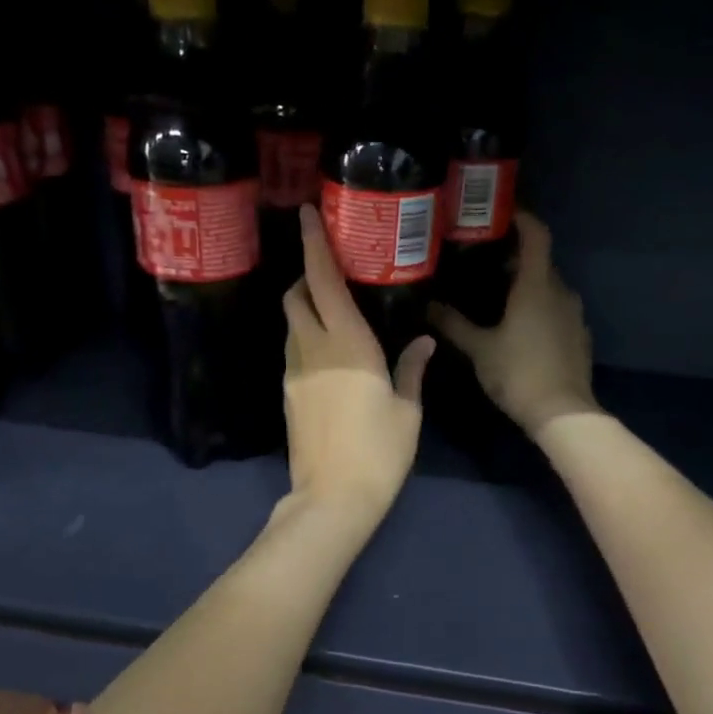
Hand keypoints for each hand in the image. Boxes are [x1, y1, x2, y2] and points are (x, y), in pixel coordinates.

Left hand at [280, 205, 433, 528]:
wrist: (332, 498)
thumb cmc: (379, 451)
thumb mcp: (407, 410)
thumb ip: (413, 369)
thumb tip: (424, 342)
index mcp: (347, 343)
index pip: (322, 281)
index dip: (314, 245)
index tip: (306, 215)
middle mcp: (312, 349)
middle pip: (295, 297)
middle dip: (305, 276)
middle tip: (331, 273)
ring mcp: (294, 373)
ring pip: (291, 325)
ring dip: (304, 308)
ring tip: (332, 311)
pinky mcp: (288, 395)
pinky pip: (293, 352)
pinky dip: (305, 339)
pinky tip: (329, 353)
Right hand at [430, 212, 599, 437]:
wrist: (562, 412)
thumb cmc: (518, 373)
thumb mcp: (479, 349)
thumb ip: (453, 324)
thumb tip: (428, 305)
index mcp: (536, 286)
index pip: (536, 235)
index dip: (522, 218)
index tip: (500, 213)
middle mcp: (560, 292)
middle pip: (541, 261)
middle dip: (515, 256)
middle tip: (483, 261)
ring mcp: (573, 315)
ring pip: (549, 287)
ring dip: (526, 284)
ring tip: (497, 294)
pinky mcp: (578, 336)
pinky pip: (556, 309)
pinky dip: (538, 307)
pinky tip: (519, 326)